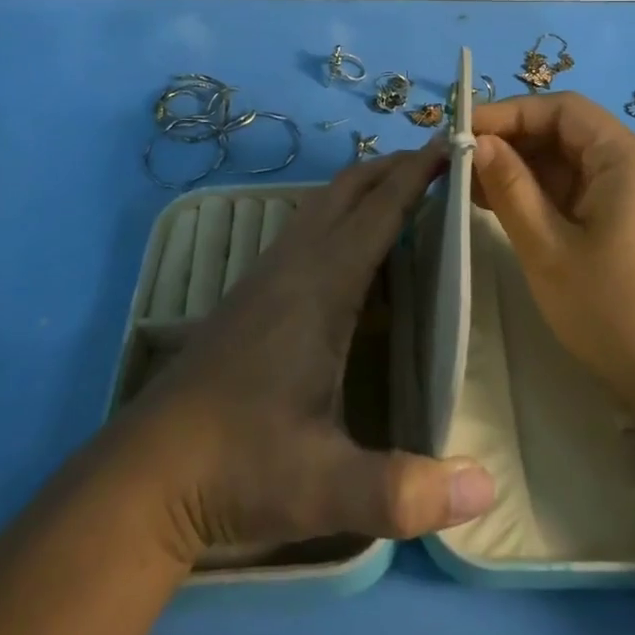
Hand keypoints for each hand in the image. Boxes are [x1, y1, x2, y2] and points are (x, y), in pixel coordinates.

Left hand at [122, 146, 495, 564]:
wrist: (145, 475)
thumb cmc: (239, 468)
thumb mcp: (325, 487)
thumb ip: (404, 492)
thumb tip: (488, 491)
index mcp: (319, 288)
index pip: (377, 211)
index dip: (417, 173)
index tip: (454, 142)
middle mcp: (292, 266)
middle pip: (346, 190)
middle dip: (393, 166)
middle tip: (441, 162)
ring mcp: (265, 277)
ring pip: (320, 205)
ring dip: (363, 186)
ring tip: (403, 190)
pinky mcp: (250, 294)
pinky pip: (304, 228)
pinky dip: (339, 213)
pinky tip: (351, 247)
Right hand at [470, 93, 634, 411]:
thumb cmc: (615, 312)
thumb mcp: (548, 249)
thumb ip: (510, 188)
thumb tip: (479, 143)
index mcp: (628, 158)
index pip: (562, 110)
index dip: (508, 113)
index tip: (463, 132)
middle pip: (569, 132)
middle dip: (513, 143)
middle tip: (461, 165)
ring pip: (574, 163)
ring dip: (526, 171)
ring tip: (473, 189)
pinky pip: (586, 191)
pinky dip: (547, 195)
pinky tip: (508, 210)